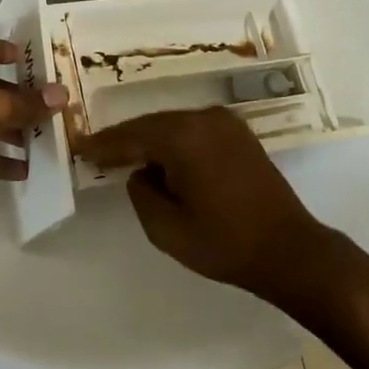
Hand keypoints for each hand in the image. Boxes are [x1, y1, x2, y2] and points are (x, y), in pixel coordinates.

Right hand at [75, 107, 332, 298]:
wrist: (289, 249)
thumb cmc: (224, 242)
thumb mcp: (166, 228)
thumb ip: (141, 193)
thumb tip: (142, 172)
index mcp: (183, 137)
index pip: (131, 135)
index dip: (103, 144)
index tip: (79, 147)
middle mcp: (204, 119)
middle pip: (152, 124)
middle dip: (126, 139)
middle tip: (97, 152)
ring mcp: (226, 123)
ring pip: (174, 126)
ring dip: (151, 141)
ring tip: (126, 157)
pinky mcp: (240, 134)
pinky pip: (195, 131)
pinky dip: (175, 142)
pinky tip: (164, 160)